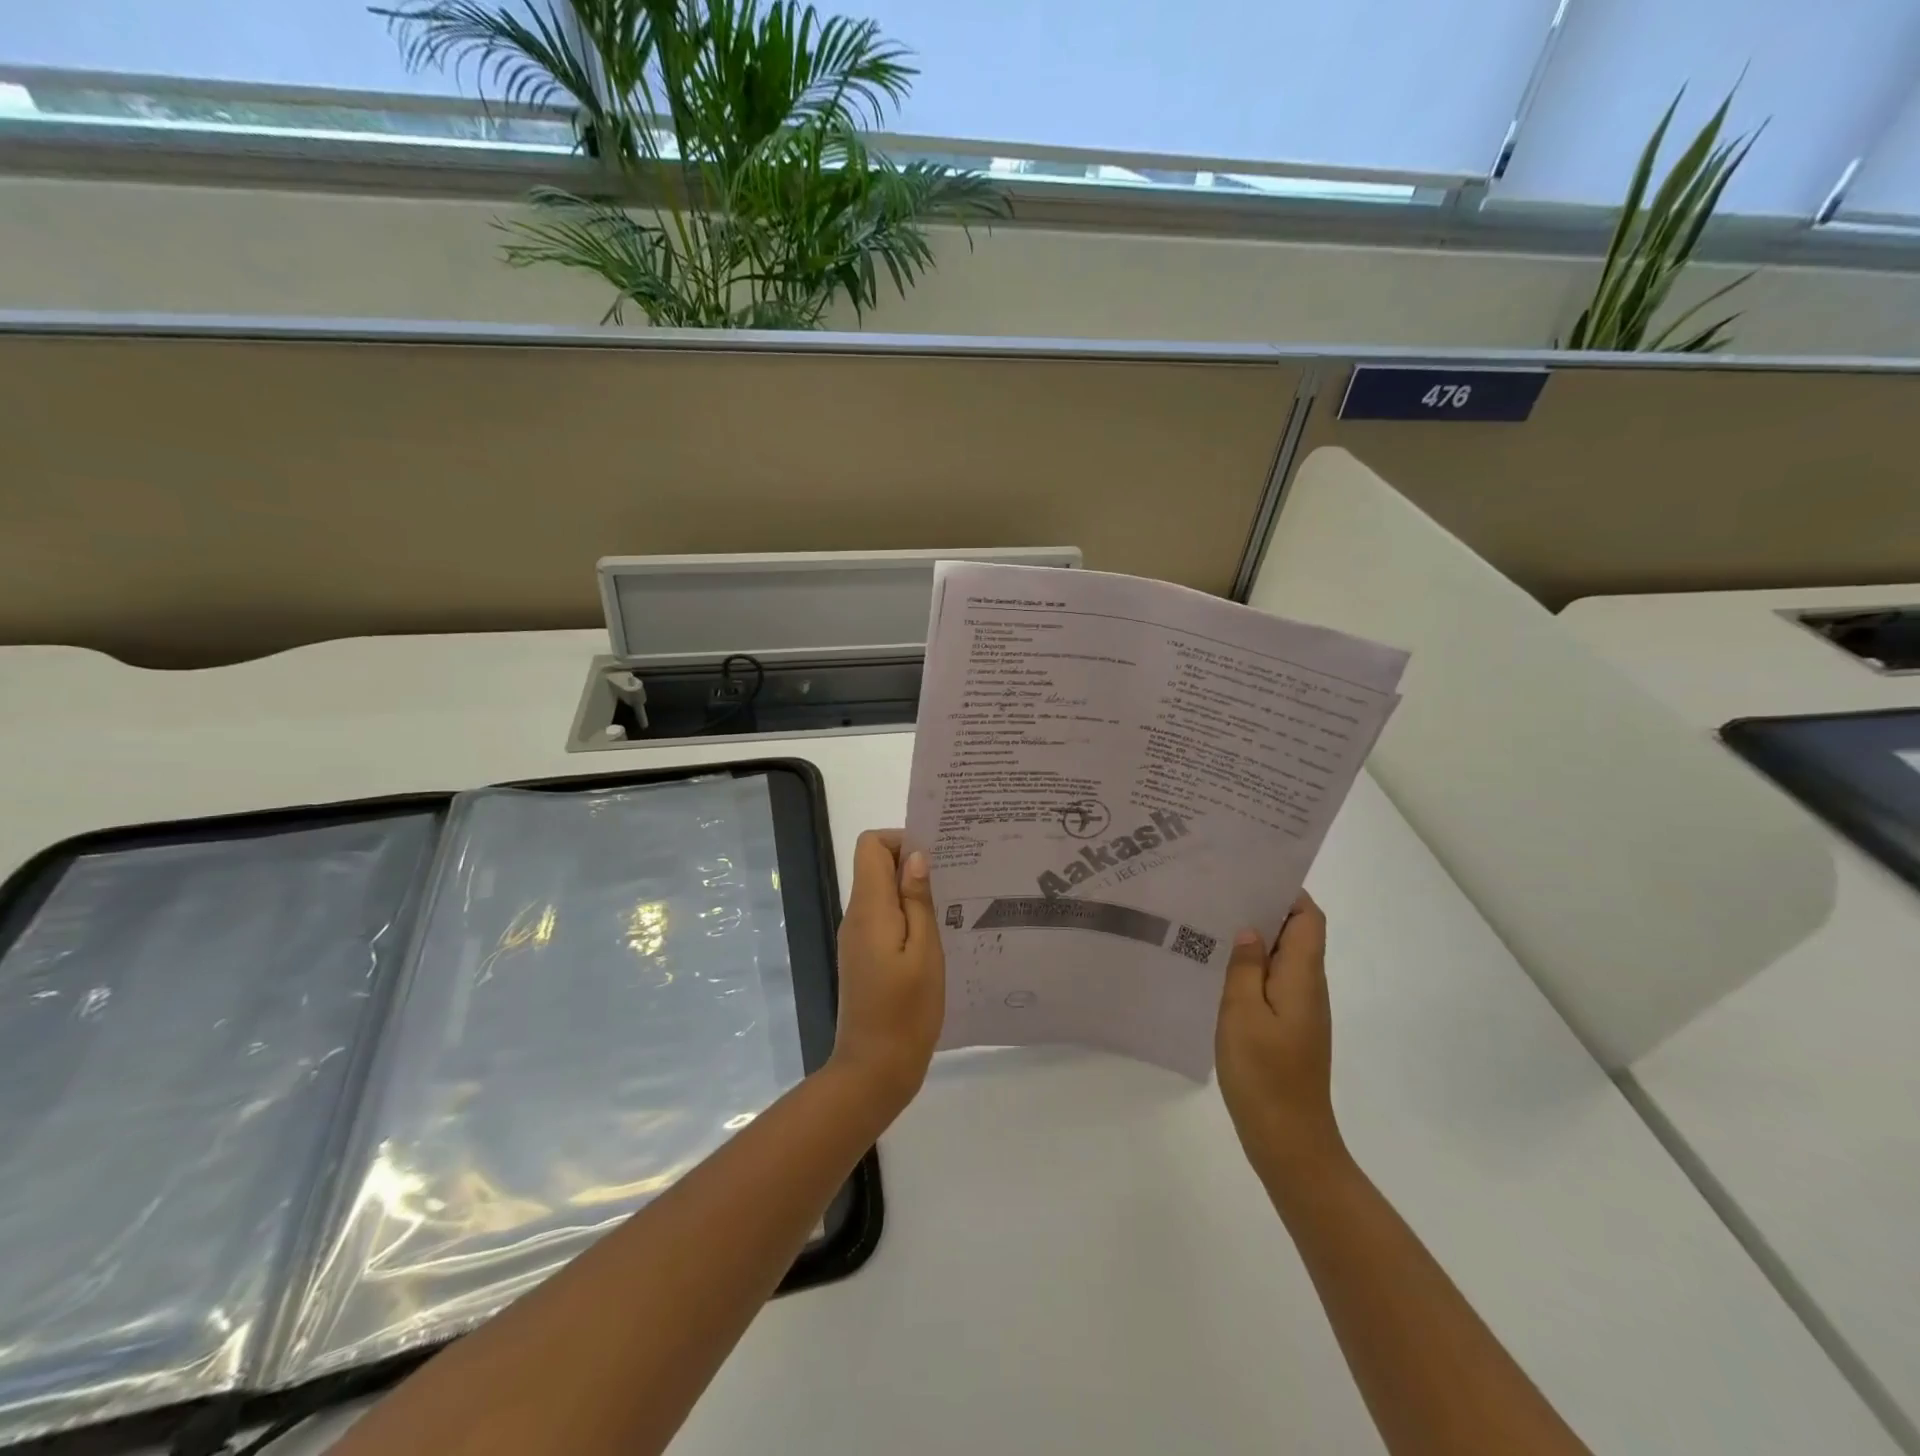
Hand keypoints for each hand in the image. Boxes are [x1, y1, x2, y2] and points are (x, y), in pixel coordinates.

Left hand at [828, 830, 945, 1113]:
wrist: (874, 1070)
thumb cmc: (906, 1011)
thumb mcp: (925, 952)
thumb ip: (917, 901)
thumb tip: (915, 857)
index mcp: (869, 909)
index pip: (870, 846)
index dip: (901, 841)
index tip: (936, 859)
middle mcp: (856, 916)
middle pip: (875, 866)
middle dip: (913, 863)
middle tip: (954, 880)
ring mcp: (857, 938)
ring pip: (882, 892)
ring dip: (913, 891)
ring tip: (952, 906)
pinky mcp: (864, 957)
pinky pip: (884, 918)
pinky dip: (908, 915)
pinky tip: (937, 935)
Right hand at [1215, 892, 1347, 1185]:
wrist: (1289, 1140)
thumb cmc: (1265, 1074)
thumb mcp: (1242, 1013)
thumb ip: (1245, 967)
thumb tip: (1250, 929)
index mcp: (1302, 977)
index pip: (1308, 918)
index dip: (1287, 892)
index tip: (1250, 874)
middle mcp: (1308, 987)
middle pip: (1296, 933)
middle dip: (1264, 908)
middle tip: (1219, 892)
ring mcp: (1300, 1009)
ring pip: (1282, 958)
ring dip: (1255, 938)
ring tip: (1211, 921)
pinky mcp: (1288, 1027)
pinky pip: (1272, 982)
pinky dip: (1251, 967)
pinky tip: (1218, 968)